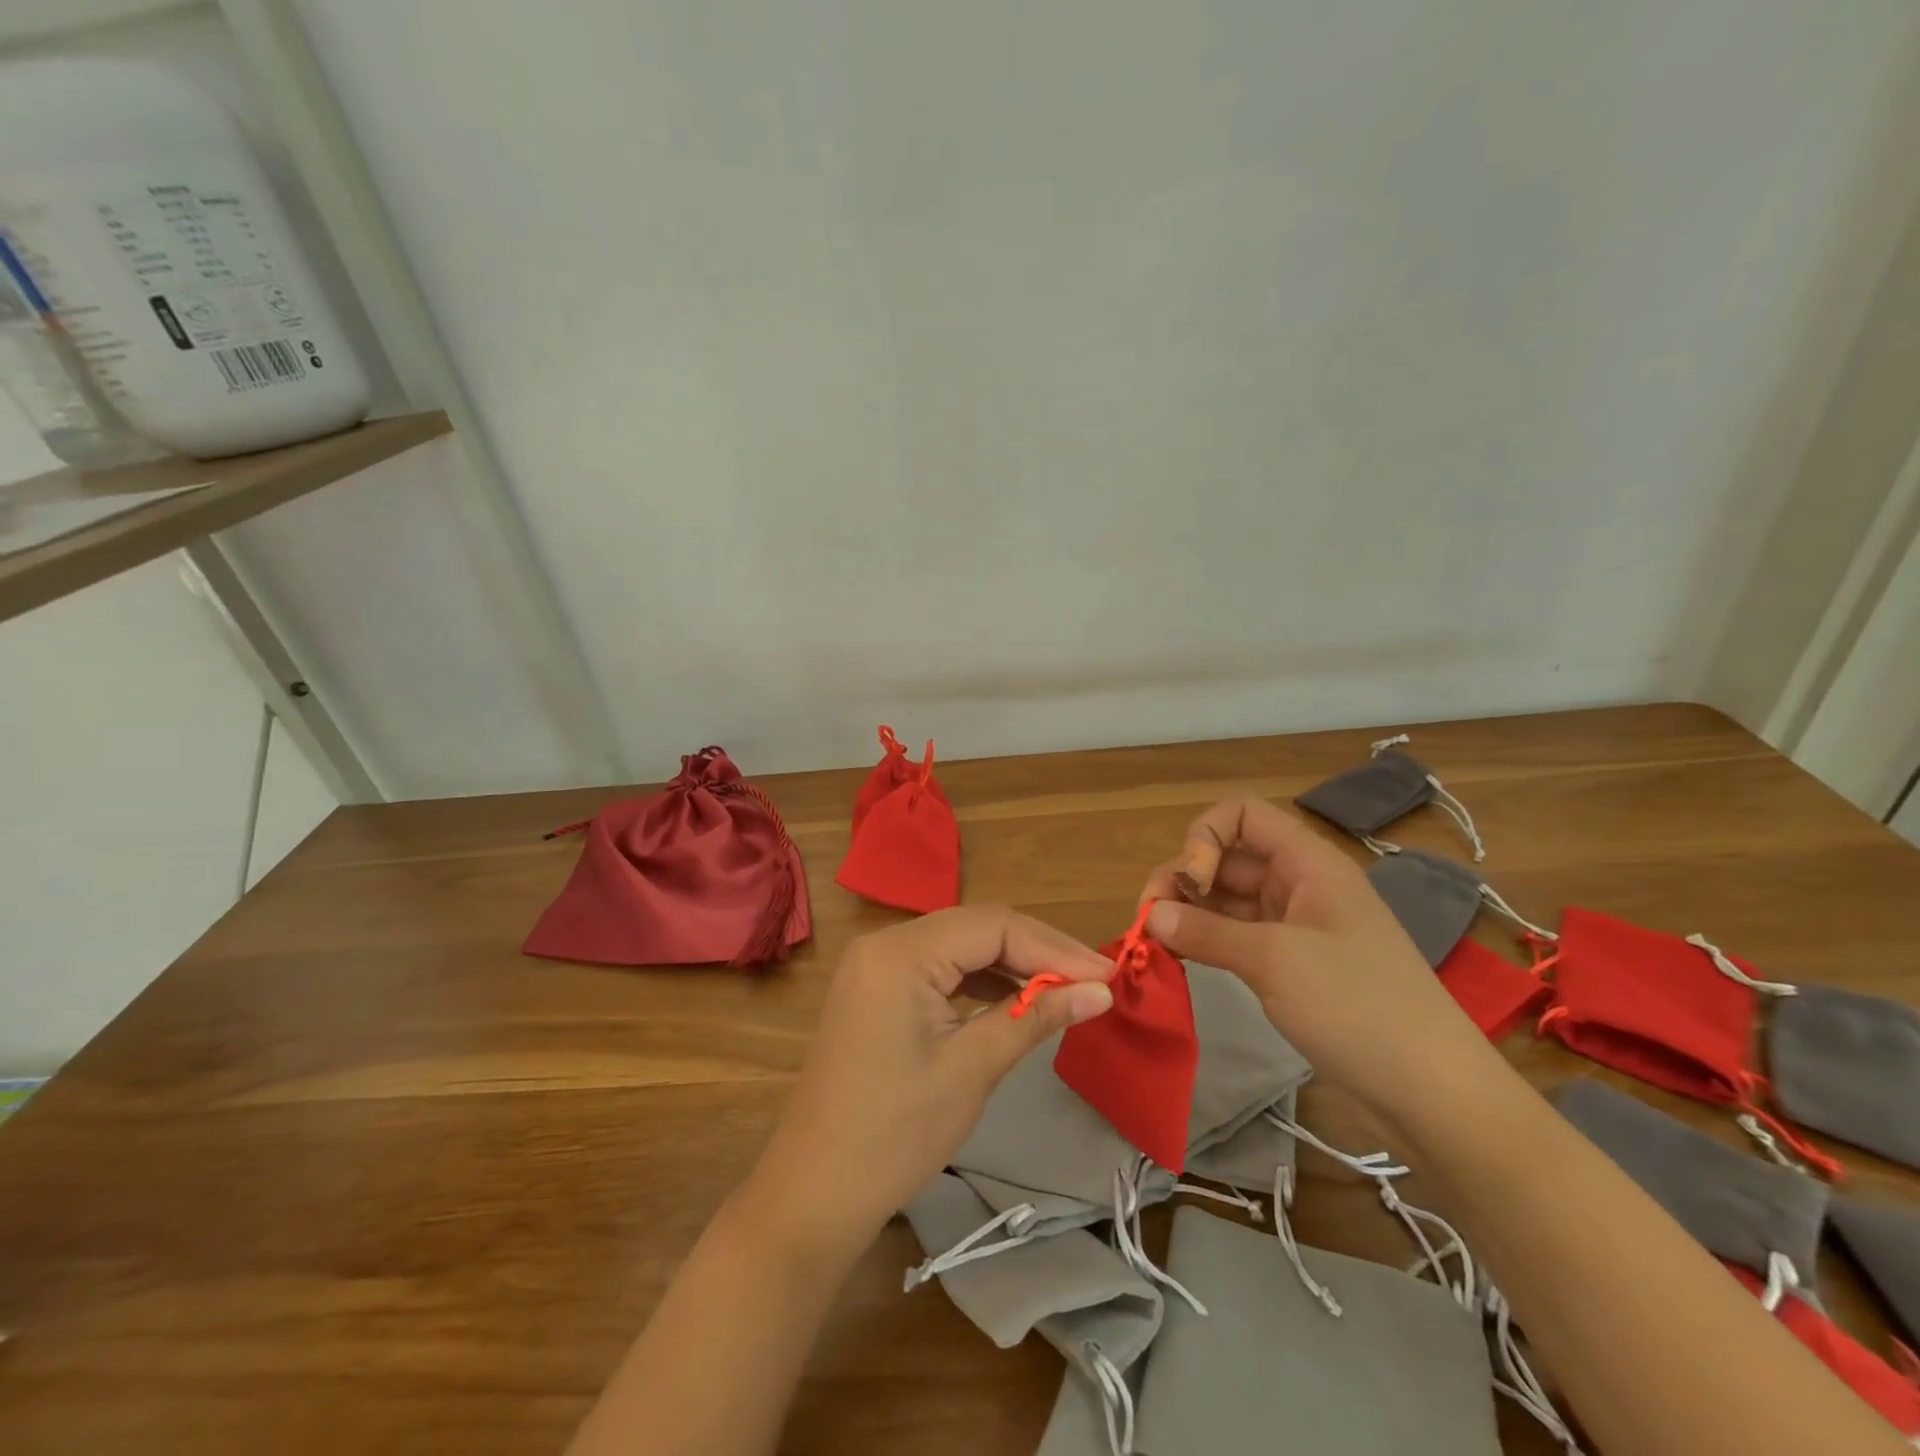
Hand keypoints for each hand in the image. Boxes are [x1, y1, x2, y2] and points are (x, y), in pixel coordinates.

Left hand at [746, 906, 1113, 1254]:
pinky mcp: (876, 988)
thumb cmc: (895, 1133)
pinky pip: (938, 967)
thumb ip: (1035, 1016)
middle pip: (976, 927)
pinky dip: (978, 980)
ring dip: (1011, 964)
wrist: (814, 1191)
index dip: (1055, 947)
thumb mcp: (972, 1069)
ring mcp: (876, 964)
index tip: (1106, 975)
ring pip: (959, 945)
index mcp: (901, 952)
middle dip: (1037, 951)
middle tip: (1093, 981)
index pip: (994, 925)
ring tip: (1064, 989)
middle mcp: (885, 942)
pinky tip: (1014, 998)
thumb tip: (1100, 991)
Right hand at [1140, 796, 1494, 1124]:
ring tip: (1157, 943)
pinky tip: (1181, 958)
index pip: (1242, 815)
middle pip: (1227, 857)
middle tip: (1150, 921)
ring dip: (1189, 912)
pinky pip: (1236, 935)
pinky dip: (1206, 940)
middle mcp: (1299, 884)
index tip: (1190, 883)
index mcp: (1307, 863)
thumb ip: (1205, 931)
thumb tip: (1153, 917)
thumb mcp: (1274, 961)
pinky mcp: (1291, 964)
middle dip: (1183, 879)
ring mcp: (1295, 926)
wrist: (1431, 1092)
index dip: (1205, 837)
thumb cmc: (1357, 1005)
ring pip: (1227, 899)